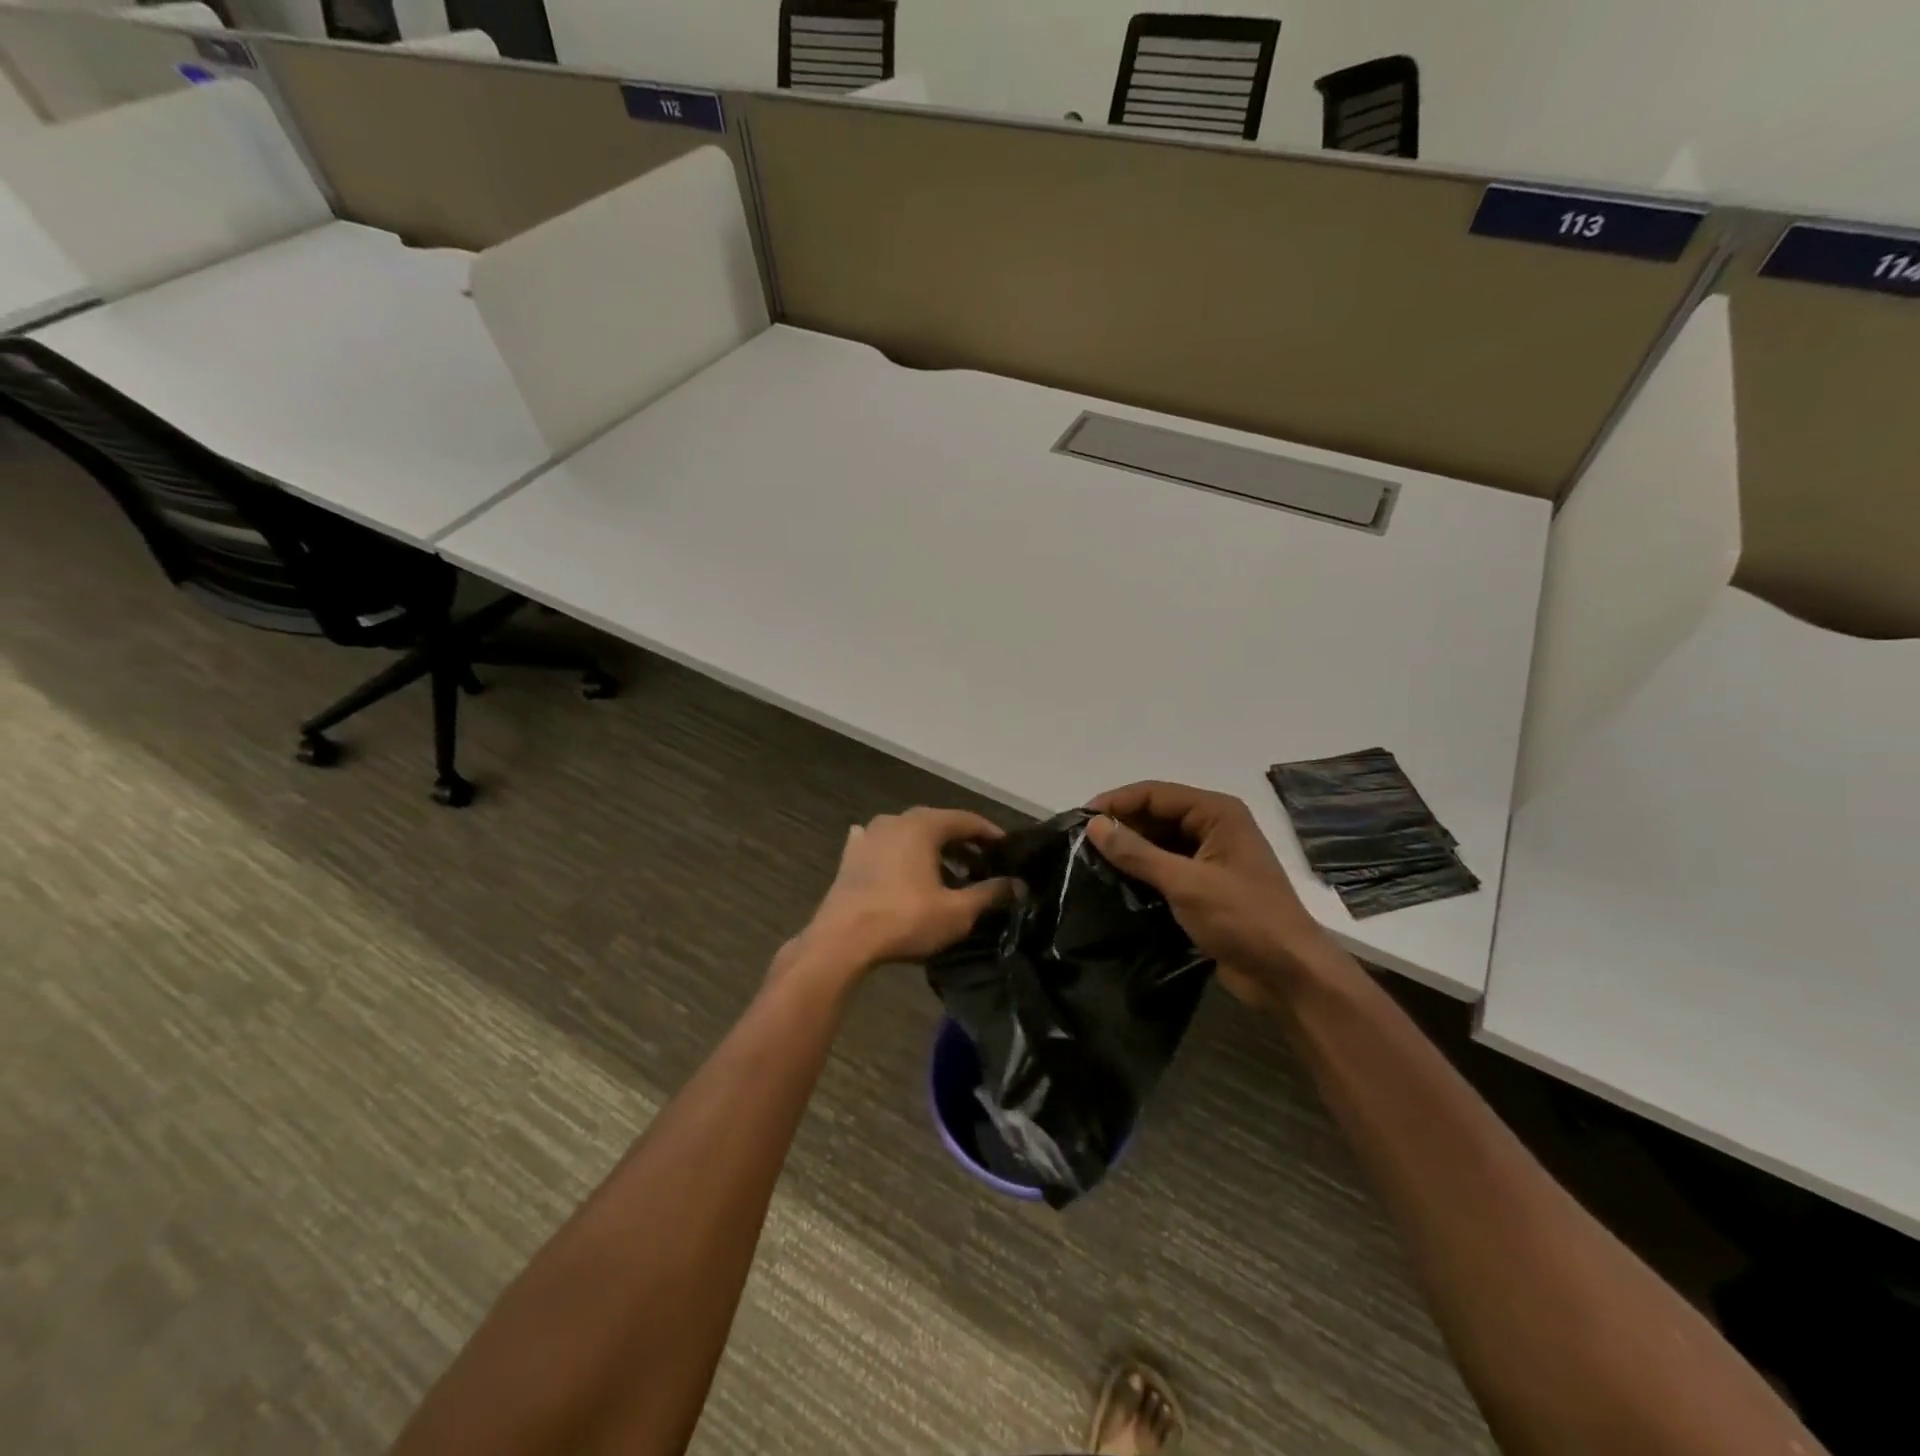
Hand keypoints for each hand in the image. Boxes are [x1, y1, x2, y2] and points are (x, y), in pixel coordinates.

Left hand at [793, 808, 1012, 978]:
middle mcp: (895, 820)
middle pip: (937, 824)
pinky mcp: (850, 856)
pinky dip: (900, 855)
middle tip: (983, 864)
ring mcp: (868, 835)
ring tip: (949, 875)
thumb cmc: (905, 919)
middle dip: (961, 843)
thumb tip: (1018, 885)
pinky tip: (902, 867)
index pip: (966, 820)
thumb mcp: (957, 911)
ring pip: (909, 835)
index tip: (1007, 849)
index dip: (989, 834)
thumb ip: (990, 894)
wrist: (842, 940)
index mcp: (922, 825)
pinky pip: (884, 847)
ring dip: (932, 851)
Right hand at [1086, 781, 1344, 1008]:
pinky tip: (1116, 882)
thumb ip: (1137, 853)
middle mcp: (1214, 826)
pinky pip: (1167, 866)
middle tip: (1080, 844)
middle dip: (1121, 825)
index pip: (1155, 794)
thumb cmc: (1242, 919)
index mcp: (1217, 813)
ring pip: (1160, 841)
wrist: (1288, 975)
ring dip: (1130, 849)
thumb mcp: (1185, 883)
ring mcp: (1212, 857)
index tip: (1079, 820)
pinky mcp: (1206, 885)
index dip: (1116, 802)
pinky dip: (1143, 871)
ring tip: (1090, 862)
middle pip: (1157, 814)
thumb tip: (1093, 825)